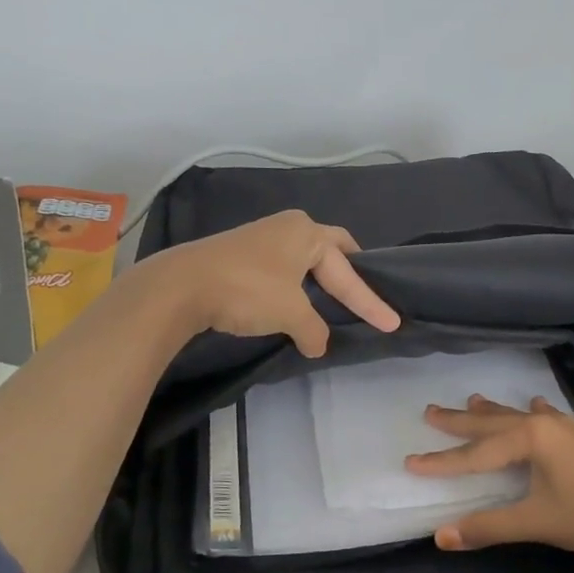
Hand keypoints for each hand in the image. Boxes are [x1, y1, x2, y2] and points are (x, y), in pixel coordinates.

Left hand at [153, 210, 401, 356]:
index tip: (392, 322)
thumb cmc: (247, 290)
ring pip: (304, 258)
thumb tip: (318, 346)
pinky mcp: (241, 252)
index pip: (349, 270)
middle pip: (331, 250)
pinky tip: (293, 302)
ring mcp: (262, 237)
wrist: (182, 285)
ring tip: (331, 300)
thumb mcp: (290, 314)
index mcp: (308, 233)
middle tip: (364, 293)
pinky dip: (295, 284)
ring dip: (319, 279)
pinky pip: (282, 266)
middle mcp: (288, 226)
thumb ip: (313, 330)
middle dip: (348, 272)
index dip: (370, 300)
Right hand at [405, 396, 573, 562]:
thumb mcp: (537, 522)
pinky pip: (546, 417)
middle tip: (429, 411)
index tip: (410, 463)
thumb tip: (441, 536)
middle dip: (459, 421)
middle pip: (492, 424)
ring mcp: (566, 429)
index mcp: (529, 439)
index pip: (475, 453)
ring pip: (518, 416)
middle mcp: (544, 425)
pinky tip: (535, 403)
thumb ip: (488, 527)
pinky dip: (532, 412)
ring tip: (471, 401)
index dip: (442, 461)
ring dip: (492, 413)